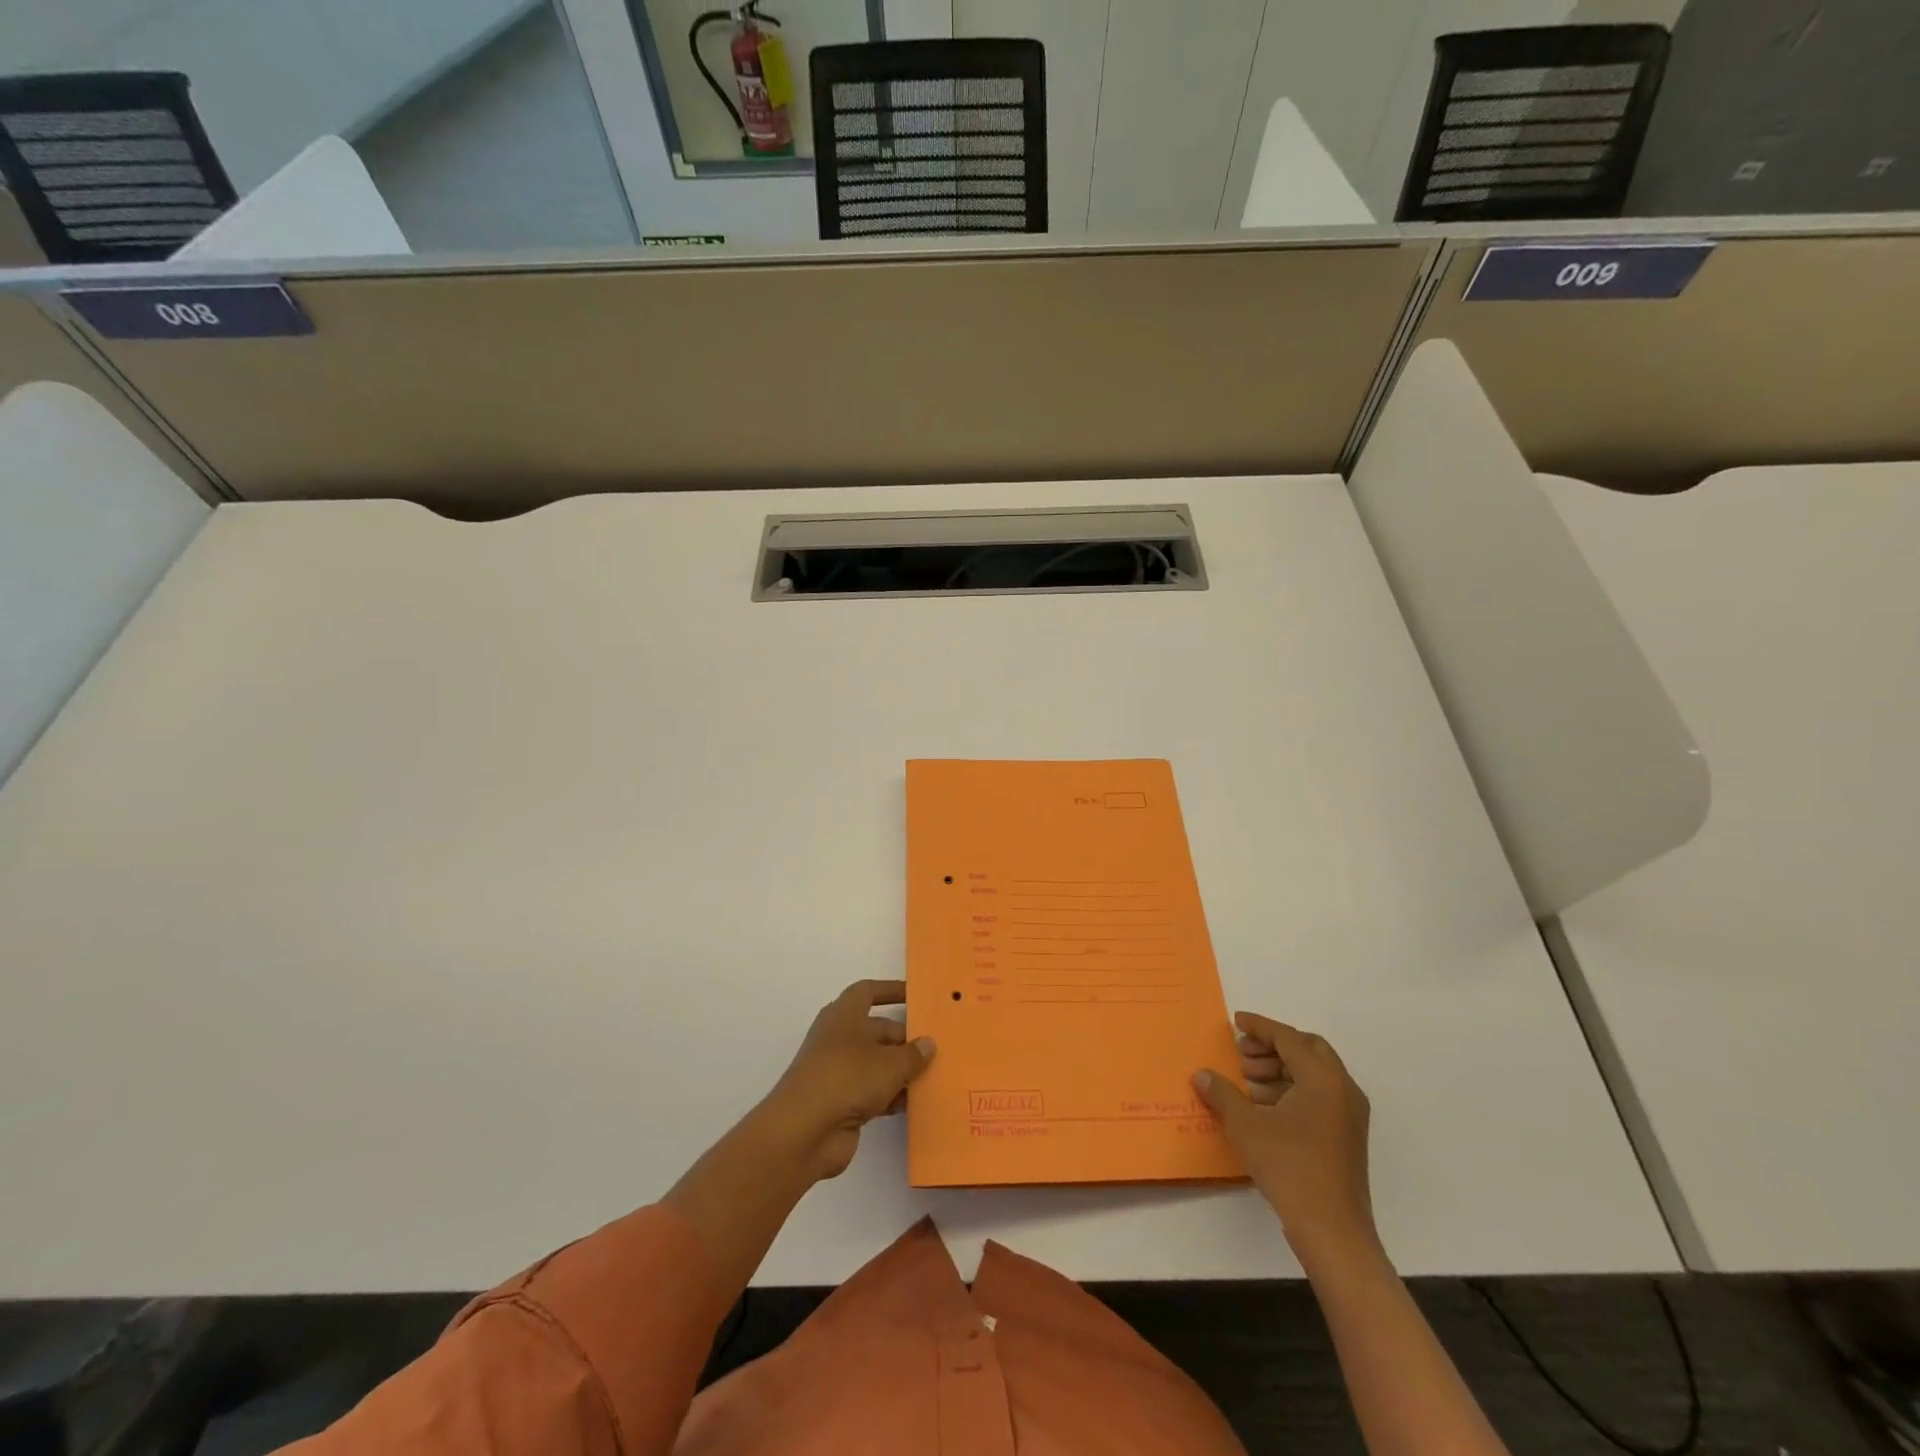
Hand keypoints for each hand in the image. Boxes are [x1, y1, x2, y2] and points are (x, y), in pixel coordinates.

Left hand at [759, 980, 935, 1181]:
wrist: (803, 1133)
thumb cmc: (846, 1079)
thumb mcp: (889, 1063)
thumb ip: (912, 1054)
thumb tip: (928, 1043)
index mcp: (844, 1015)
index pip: (868, 992)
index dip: (891, 990)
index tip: (916, 995)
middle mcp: (840, 1038)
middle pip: (878, 1030)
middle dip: (906, 1038)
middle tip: (938, 1047)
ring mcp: (839, 1071)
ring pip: (877, 1063)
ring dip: (901, 1070)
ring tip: (934, 1076)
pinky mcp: (841, 1102)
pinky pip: (873, 1092)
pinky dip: (891, 1095)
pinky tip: (915, 1103)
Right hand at [1193, 1012, 1377, 1267]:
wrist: (1333, 1231)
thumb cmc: (1290, 1168)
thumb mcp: (1246, 1126)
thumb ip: (1222, 1094)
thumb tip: (1202, 1074)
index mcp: (1323, 1079)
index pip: (1288, 1038)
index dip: (1260, 1027)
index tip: (1236, 1021)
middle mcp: (1342, 1090)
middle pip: (1307, 1050)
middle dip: (1273, 1047)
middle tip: (1243, 1054)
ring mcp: (1349, 1115)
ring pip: (1314, 1074)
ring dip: (1281, 1069)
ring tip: (1247, 1083)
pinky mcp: (1347, 1137)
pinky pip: (1319, 1096)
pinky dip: (1292, 1090)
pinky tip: (1264, 1108)